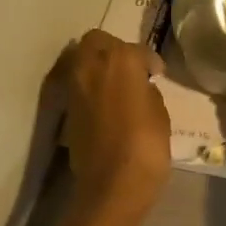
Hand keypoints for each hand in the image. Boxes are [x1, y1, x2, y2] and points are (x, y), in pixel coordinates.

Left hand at [62, 29, 170, 212]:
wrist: (112, 184)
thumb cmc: (146, 145)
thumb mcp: (159, 112)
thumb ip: (146, 90)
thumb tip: (138, 86)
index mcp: (120, 59)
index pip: (137, 50)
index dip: (150, 61)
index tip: (157, 73)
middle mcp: (91, 64)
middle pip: (97, 40)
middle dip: (113, 49)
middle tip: (130, 68)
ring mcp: (74, 86)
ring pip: (82, 59)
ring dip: (98, 65)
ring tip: (117, 85)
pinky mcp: (66, 108)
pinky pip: (78, 84)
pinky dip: (90, 86)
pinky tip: (105, 103)